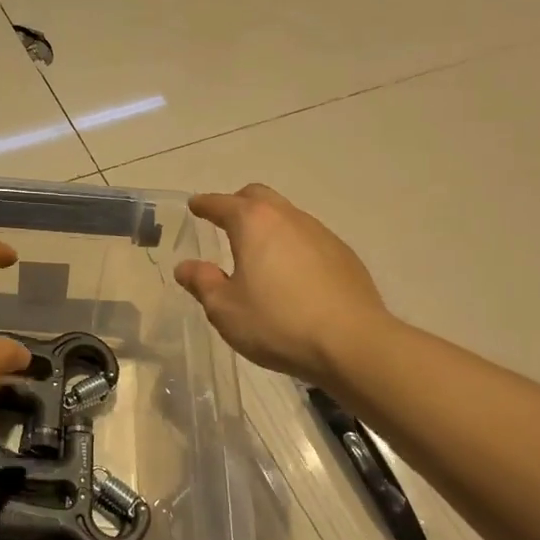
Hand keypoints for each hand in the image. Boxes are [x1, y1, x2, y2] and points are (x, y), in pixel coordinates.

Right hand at [174, 184, 388, 385]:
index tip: (195, 206)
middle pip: (258, 197)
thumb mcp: (225, 309)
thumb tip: (185, 267)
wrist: (353, 343)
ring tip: (258, 253)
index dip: (204, 204)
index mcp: (254, 223)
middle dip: (238, 204)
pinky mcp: (343, 255)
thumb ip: (202, 282)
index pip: (222, 203)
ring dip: (268, 226)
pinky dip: (292, 246)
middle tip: (225, 222)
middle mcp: (288, 217)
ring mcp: (321, 233)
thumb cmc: (278, 322)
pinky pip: (308, 239)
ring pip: (287, 216)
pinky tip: (291, 275)